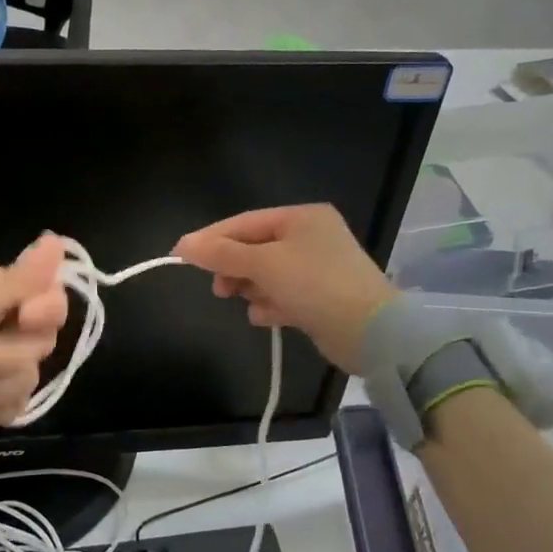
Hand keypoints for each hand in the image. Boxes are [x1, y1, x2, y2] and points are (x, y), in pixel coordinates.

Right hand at [172, 204, 395, 373]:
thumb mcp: (264, 265)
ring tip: (250, 304)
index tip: (180, 256)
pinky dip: (271, 304)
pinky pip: (283, 294)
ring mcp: (318, 268)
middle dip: (234, 268)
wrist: (372, 334)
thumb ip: (222, 254)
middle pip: (254, 248)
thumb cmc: (315, 286)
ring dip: (252, 289)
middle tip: (220, 290)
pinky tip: (267, 316)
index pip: (244, 223)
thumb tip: (183, 245)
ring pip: (267, 273)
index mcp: (302, 218)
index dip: (210, 239)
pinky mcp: (322, 297)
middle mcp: (311, 237)